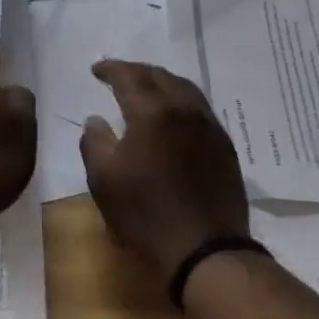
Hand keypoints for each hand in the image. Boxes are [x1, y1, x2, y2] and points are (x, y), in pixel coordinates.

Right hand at [81, 61, 248, 281]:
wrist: (206, 249)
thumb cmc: (146, 214)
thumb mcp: (104, 181)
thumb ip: (94, 142)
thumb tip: (96, 119)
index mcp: (152, 112)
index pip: (129, 77)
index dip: (111, 69)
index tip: (96, 70)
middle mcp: (184, 109)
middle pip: (160, 76)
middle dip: (136, 71)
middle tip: (119, 75)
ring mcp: (209, 126)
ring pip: (185, 88)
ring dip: (161, 81)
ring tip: (146, 88)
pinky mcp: (224, 146)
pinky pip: (200, 108)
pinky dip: (180, 100)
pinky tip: (173, 115)